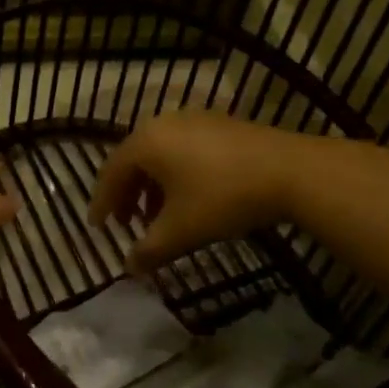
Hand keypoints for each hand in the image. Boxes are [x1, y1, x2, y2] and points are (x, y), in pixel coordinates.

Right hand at [87, 111, 313, 273]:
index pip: (110, 173)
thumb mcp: (180, 231)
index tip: (97, 228)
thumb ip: (148, 250)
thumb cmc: (222, 198)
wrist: (291, 171)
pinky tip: (189, 200)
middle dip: (127, 195)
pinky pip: (183, 150)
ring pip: (160, 155)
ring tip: (158, 218)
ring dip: (152, 187)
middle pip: (133, 160)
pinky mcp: (220, 125)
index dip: (102, 203)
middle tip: (126, 224)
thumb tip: (129, 268)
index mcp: (145, 142)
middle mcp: (164, 123)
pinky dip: (175, 175)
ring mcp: (194, 120)